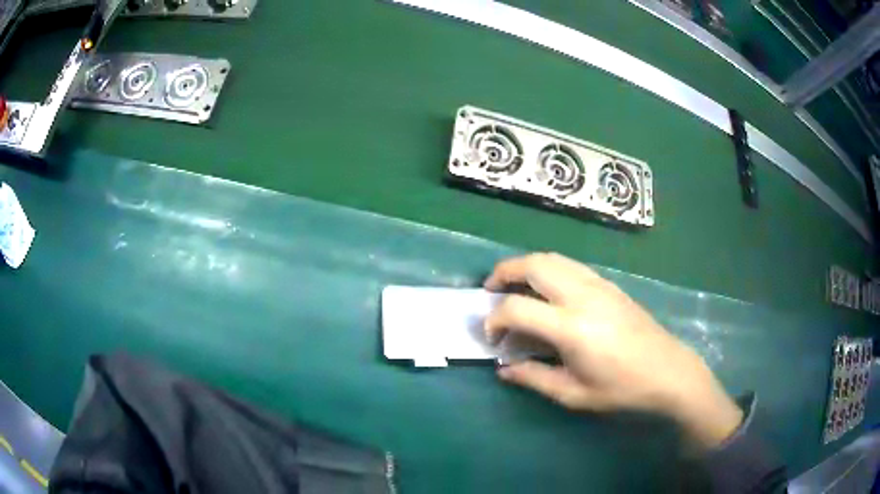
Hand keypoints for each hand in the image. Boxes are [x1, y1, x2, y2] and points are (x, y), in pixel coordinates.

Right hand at [484, 253, 742, 447]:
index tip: (492, 337)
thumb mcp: (574, 394)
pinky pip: (571, 265)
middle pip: (534, 264)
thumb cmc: (622, 389)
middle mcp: (583, 296)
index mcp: (572, 327)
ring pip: (553, 258)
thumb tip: (504, 369)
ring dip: (527, 266)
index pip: (517, 308)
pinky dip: (549, 269)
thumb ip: (534, 378)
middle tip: (491, 291)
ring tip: (515, 287)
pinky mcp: (610, 285)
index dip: (494, 319)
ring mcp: (599, 285)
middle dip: (504, 272)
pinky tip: (549, 292)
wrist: (669, 372)